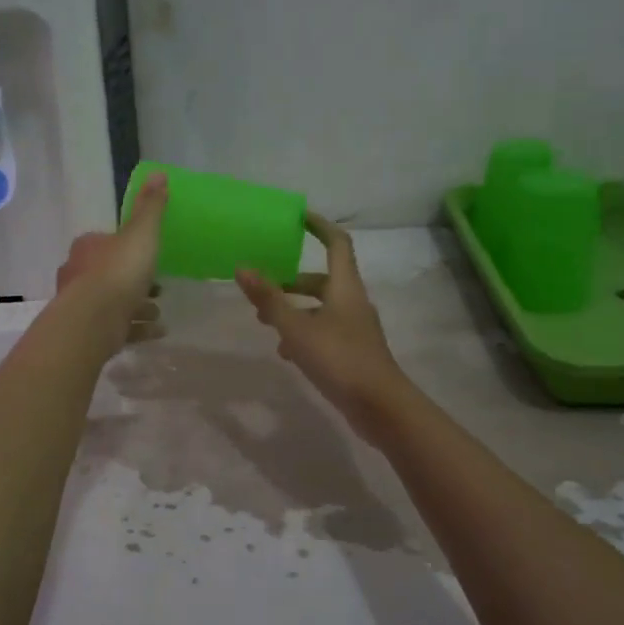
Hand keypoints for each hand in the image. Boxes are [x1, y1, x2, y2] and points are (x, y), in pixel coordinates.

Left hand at [54, 173, 167, 351]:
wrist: (93, 322)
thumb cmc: (118, 271)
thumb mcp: (141, 234)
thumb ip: (150, 207)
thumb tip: (158, 173)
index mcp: (88, 247)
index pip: (106, 241)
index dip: (127, 246)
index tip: (148, 253)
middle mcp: (79, 273)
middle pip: (110, 272)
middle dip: (133, 279)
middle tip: (158, 285)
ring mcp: (82, 305)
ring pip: (114, 302)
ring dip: (137, 306)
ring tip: (159, 311)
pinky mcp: (90, 332)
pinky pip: (119, 328)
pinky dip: (138, 329)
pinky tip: (158, 332)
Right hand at [236, 214, 412, 441]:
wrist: (380, 406)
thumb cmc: (339, 359)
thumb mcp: (297, 329)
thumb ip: (269, 300)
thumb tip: (243, 268)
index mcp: (345, 287)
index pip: (337, 243)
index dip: (319, 226)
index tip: (298, 217)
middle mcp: (353, 302)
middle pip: (322, 280)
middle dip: (292, 281)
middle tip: (264, 287)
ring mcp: (355, 329)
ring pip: (321, 309)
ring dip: (295, 310)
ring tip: (266, 323)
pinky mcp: (353, 352)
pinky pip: (324, 332)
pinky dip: (304, 335)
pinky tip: (286, 354)